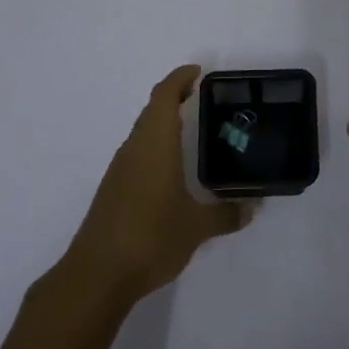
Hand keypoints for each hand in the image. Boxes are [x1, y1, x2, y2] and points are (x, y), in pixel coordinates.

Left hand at [62, 65, 249, 306]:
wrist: (96, 276)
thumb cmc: (150, 238)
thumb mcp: (197, 227)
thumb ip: (226, 214)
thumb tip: (252, 208)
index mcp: (155, 145)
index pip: (164, 97)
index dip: (179, 78)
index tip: (198, 72)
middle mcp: (134, 149)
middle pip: (152, 110)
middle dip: (174, 98)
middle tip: (203, 98)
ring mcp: (120, 170)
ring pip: (143, 133)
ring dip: (164, 123)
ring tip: (193, 130)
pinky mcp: (113, 191)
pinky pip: (137, 154)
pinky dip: (156, 147)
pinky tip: (172, 169)